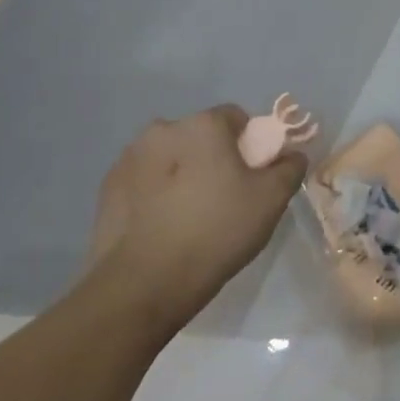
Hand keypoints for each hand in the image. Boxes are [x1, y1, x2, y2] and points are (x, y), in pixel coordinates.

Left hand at [86, 106, 306, 326]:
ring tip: (191, 216)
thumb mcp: (271, 200)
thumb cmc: (217, 230)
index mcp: (202, 125)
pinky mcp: (108, 188)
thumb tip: (292, 155)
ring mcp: (129, 158)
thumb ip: (289, 168)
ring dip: (183, 173)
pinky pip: (145, 181)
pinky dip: (157, 193)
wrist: (144, 283)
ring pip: (170, 157)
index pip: (236, 117)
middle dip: (214, 157)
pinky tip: (165, 226)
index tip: (254, 176)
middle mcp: (162, 130)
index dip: (251, 143)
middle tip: (226, 197)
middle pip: (200, 136)